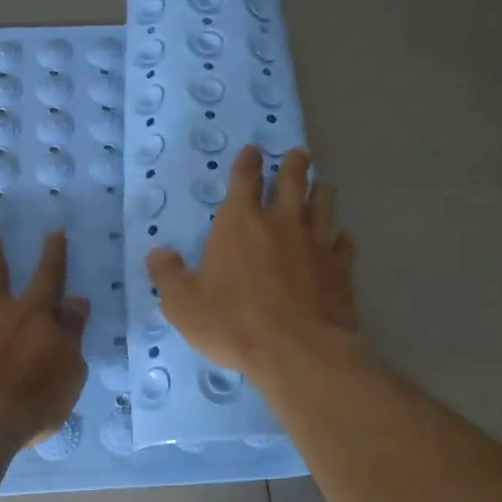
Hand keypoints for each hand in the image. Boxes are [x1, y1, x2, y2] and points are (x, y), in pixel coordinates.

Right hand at [147, 146, 357, 383]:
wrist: (297, 350)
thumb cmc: (233, 323)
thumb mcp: (183, 304)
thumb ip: (168, 275)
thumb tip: (157, 254)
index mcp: (240, 224)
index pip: (244, 180)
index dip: (248, 163)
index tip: (254, 150)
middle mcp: (281, 223)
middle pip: (292, 183)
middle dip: (294, 166)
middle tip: (299, 154)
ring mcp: (315, 244)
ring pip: (323, 206)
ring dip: (322, 192)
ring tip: (324, 183)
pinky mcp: (340, 269)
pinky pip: (344, 245)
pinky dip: (342, 238)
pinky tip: (343, 238)